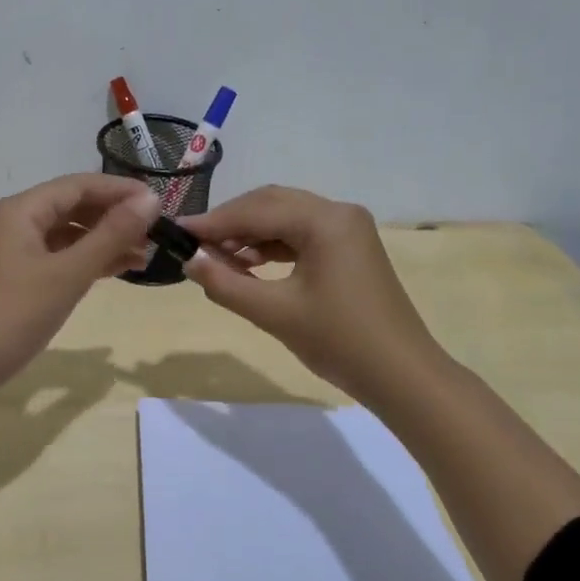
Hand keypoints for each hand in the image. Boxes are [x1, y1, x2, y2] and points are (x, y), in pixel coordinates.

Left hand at [0, 173, 157, 393]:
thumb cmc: (13, 314)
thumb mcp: (68, 274)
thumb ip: (111, 235)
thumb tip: (151, 199)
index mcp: (21, 210)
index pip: (79, 185)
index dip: (121, 190)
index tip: (161, 203)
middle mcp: (14, 221)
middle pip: (72, 206)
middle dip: (114, 216)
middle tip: (155, 232)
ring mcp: (12, 250)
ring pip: (66, 234)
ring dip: (103, 240)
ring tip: (143, 255)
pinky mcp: (13, 277)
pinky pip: (57, 256)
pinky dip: (85, 260)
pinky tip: (114, 270)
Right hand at [179, 185, 441, 404]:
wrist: (402, 376)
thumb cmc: (340, 341)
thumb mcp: (275, 313)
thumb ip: (226, 284)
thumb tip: (189, 260)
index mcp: (325, 220)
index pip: (257, 210)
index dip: (214, 222)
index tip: (177, 232)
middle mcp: (338, 213)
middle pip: (271, 204)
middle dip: (231, 224)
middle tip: (196, 247)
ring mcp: (348, 229)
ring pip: (285, 218)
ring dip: (250, 235)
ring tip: (218, 260)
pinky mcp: (349, 248)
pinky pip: (300, 235)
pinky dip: (272, 246)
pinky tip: (249, 265)